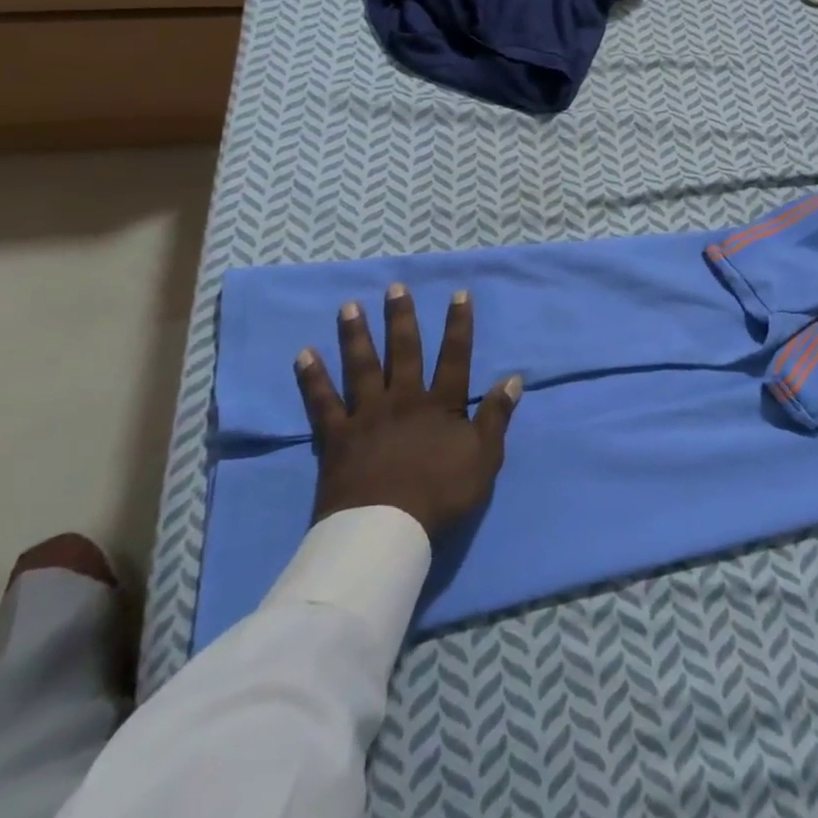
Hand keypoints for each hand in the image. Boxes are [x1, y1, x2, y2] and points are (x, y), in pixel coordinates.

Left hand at [295, 284, 521, 537]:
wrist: (386, 530)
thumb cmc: (441, 494)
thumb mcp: (484, 457)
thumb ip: (496, 415)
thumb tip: (514, 378)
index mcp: (440, 404)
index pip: (455, 356)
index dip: (458, 324)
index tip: (458, 294)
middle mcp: (403, 399)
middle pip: (403, 351)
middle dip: (401, 318)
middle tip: (394, 287)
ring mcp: (367, 415)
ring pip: (361, 367)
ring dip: (356, 335)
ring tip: (349, 307)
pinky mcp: (337, 437)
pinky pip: (322, 402)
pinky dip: (312, 378)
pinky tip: (304, 354)